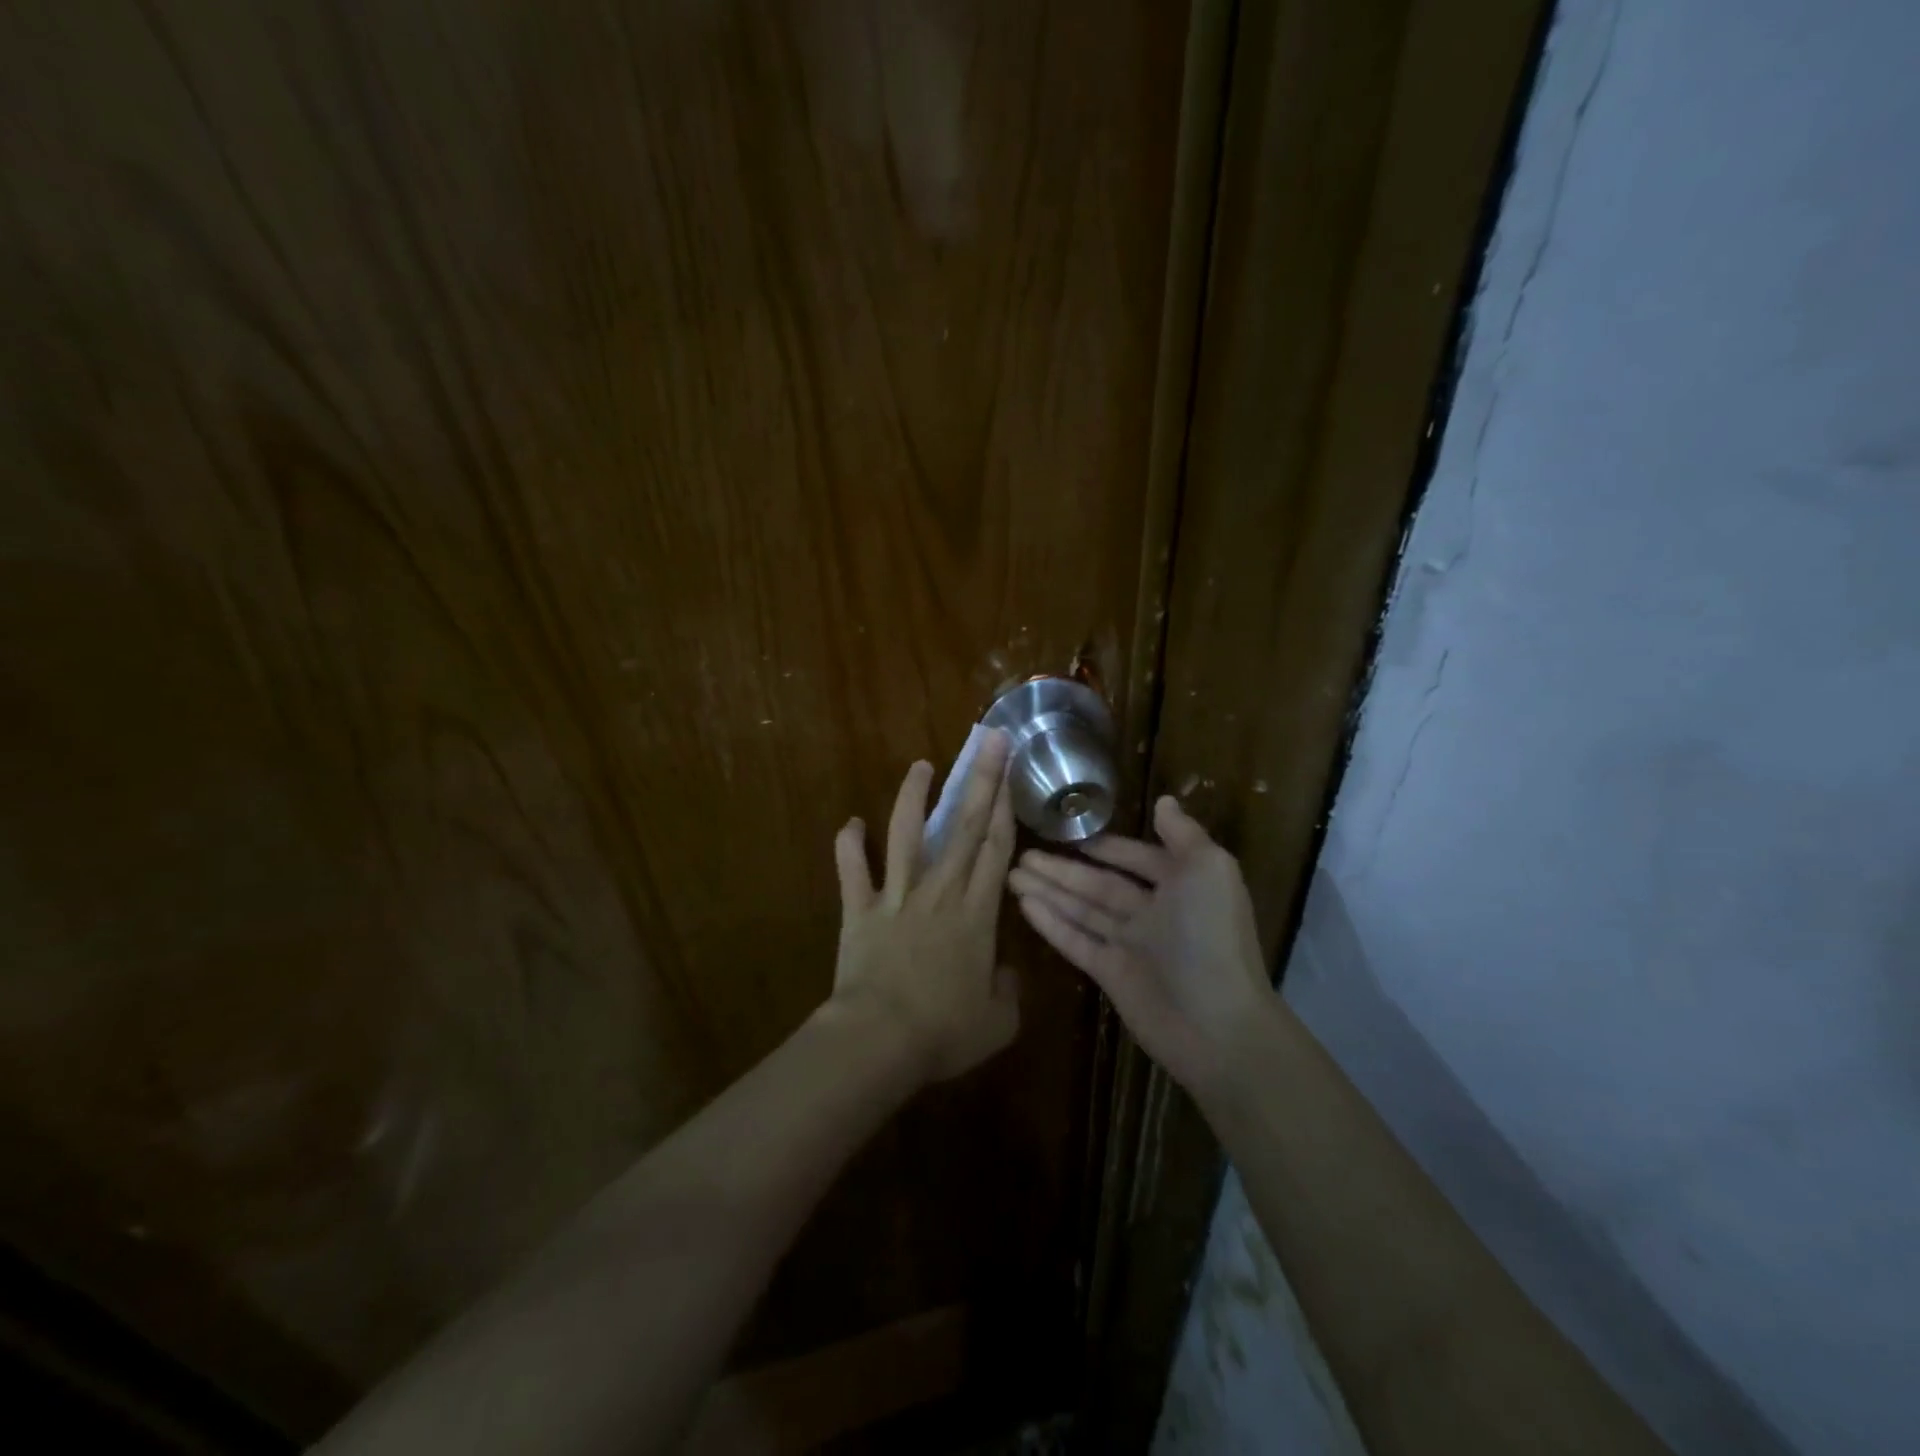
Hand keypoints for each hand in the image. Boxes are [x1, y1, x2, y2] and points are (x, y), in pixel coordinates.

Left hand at [827, 729, 1020, 1083]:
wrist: (879, 1041)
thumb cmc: (943, 1033)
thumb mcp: (997, 1023)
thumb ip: (1009, 992)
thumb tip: (1006, 973)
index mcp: (976, 914)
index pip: (995, 850)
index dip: (1005, 809)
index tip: (1010, 773)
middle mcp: (939, 892)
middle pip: (963, 828)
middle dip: (979, 781)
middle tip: (988, 742)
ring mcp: (896, 897)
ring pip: (906, 835)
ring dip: (914, 797)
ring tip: (921, 765)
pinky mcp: (859, 910)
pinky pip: (852, 871)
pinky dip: (848, 846)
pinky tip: (850, 822)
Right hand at [1009, 795, 1270, 1095]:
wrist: (1217, 1023)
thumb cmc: (1212, 936)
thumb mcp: (1209, 869)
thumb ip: (1183, 834)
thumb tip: (1165, 800)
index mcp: (1179, 885)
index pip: (1135, 858)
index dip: (1105, 846)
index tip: (1068, 833)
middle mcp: (1152, 912)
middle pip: (1098, 884)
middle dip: (1062, 868)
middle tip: (1021, 853)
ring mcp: (1129, 945)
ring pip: (1081, 909)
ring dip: (1048, 891)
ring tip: (1011, 873)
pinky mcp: (1109, 974)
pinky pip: (1075, 941)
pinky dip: (1050, 923)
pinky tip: (1023, 905)